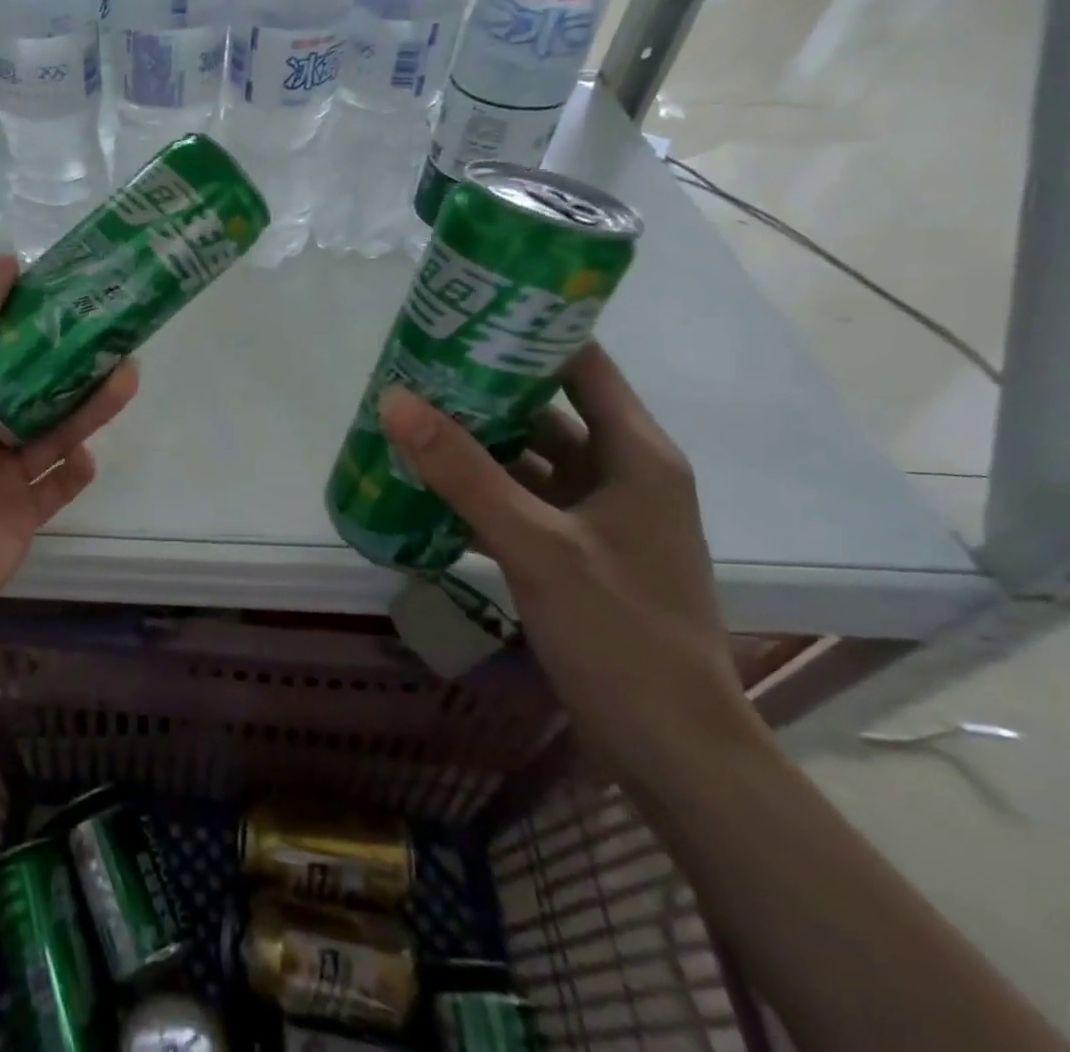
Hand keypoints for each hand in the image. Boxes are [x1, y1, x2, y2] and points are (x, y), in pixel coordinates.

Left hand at [0, 255, 138, 636]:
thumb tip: (4, 262)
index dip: (33, 320)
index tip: (72, 293)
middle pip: (36, 389)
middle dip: (75, 364)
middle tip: (118, 337)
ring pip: (54, 433)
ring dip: (88, 409)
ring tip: (127, 378)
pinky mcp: (22, 516)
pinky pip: (56, 487)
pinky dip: (73, 472)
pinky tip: (83, 458)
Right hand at [379, 345, 755, 786]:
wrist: (674, 751)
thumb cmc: (622, 634)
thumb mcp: (537, 545)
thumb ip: (464, 473)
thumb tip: (394, 400)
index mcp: (634, 453)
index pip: (582, 364)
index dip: (528, 333)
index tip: (464, 318)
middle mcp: (621, 473)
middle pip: (547, 411)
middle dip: (483, 391)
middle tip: (415, 372)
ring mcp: (598, 518)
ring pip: (529, 460)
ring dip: (475, 446)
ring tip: (409, 423)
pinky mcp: (577, 554)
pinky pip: (521, 504)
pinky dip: (479, 494)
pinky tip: (426, 491)